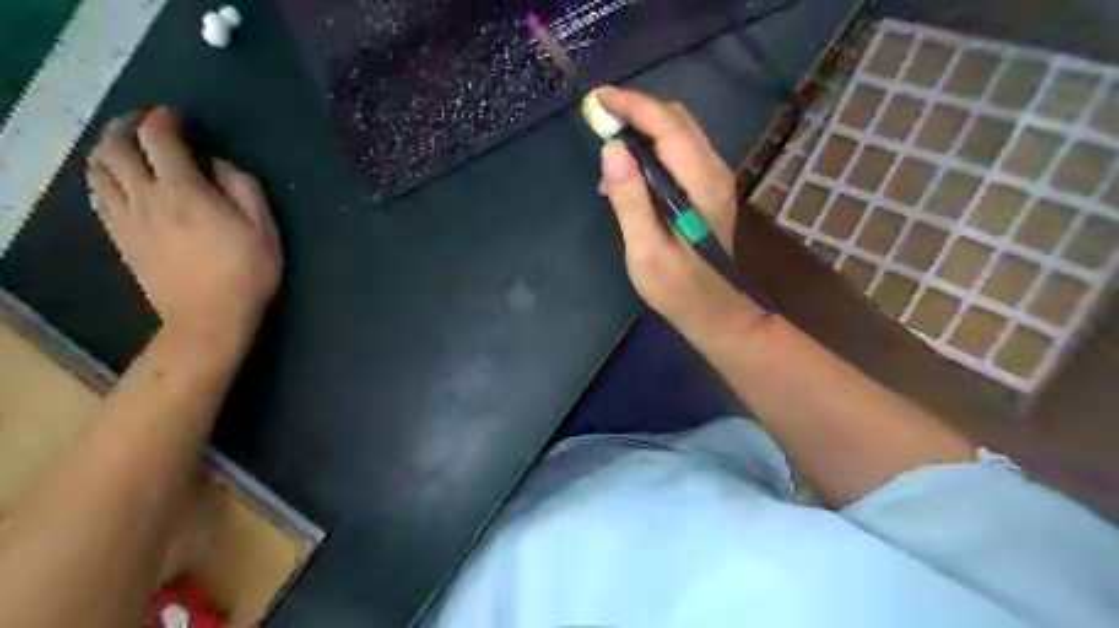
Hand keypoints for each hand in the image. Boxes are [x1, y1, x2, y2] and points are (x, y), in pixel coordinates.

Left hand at [85, 106, 281, 346]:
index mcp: (184, 191)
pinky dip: (103, 178)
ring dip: (108, 149)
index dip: (165, 119)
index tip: (179, 118)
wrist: (208, 318)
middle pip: (116, 147)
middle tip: (146, 125)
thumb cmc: (246, 272)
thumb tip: (219, 165)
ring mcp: (126, 218)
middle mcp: (145, 197)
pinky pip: (98, 196)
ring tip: (126, 148)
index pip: (159, 138)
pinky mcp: (119, 237)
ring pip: (97, 169)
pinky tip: (118, 181)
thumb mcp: (264, 228)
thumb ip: (243, 187)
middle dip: (127, 126)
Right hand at [594, 87, 759, 337]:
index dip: (632, 106)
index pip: (667, 125)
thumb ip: (630, 200)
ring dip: (645, 125)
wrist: (715, 311)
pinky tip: (632, 164)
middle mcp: (714, 171)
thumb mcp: (646, 250)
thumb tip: (611, 149)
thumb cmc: (677, 288)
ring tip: (610, 139)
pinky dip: (654, 143)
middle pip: (676, 119)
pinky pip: (681, 149)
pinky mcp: (708, 189)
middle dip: (637, 110)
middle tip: (599, 120)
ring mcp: (715, 179)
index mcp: (701, 184)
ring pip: (680, 131)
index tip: (597, 100)